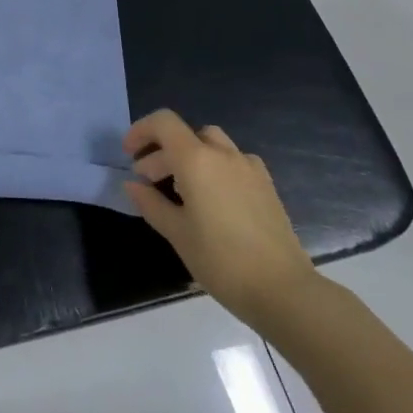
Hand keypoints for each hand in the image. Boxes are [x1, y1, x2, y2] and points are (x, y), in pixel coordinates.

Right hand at [123, 110, 320, 332]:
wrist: (283, 289)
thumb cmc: (220, 260)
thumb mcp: (176, 233)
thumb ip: (150, 203)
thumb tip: (133, 185)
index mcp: (197, 159)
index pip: (163, 123)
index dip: (141, 131)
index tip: (129, 155)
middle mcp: (224, 154)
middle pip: (186, 135)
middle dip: (162, 152)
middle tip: (148, 181)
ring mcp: (249, 168)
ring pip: (211, 145)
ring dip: (189, 157)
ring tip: (180, 190)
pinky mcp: (266, 185)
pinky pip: (233, 161)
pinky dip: (215, 168)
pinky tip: (213, 199)